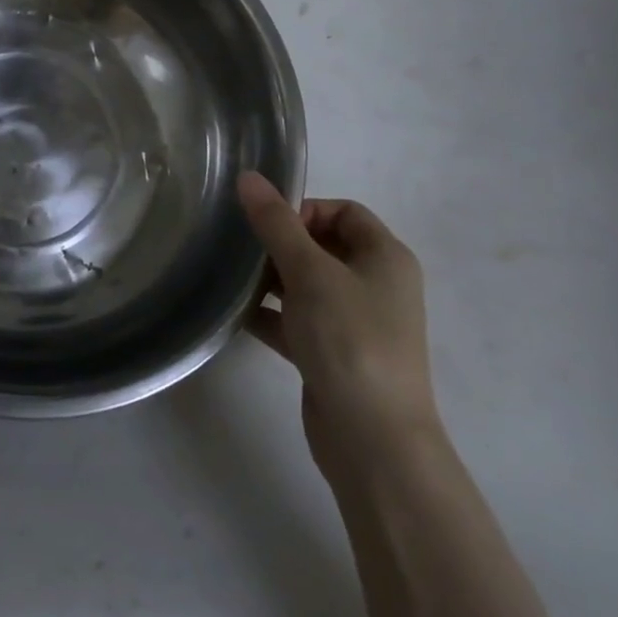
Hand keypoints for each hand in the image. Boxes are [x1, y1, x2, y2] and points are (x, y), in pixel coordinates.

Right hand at [237, 172, 441, 475]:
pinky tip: (235, 314)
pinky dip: (270, 314)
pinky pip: (297, 320)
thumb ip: (276, 223)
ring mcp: (355, 323)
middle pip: (322, 245)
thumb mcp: (310, 272)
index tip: (268, 227)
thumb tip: (248, 176)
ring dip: (271, 279)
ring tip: (232, 279)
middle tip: (244, 252)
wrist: (372, 440)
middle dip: (281, 244)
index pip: (344, 211)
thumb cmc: (350, 340)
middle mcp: (375, 285)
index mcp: (385, 257)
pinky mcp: (333, 354)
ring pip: (306, 284)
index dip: (304, 210)